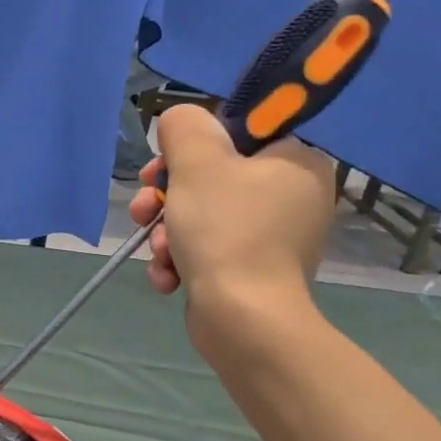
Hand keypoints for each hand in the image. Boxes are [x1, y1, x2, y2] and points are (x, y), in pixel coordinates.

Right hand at [127, 105, 334, 334]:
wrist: (244, 319)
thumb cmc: (226, 231)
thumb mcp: (197, 164)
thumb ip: (185, 128)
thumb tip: (181, 120)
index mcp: (295, 162)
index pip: (237, 135)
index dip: (190, 148)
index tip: (162, 167)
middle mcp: (292, 196)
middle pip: (211, 178)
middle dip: (167, 197)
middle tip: (145, 208)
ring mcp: (274, 238)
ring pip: (201, 217)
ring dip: (167, 232)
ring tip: (158, 252)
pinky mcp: (253, 272)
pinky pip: (208, 250)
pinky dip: (182, 260)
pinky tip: (167, 276)